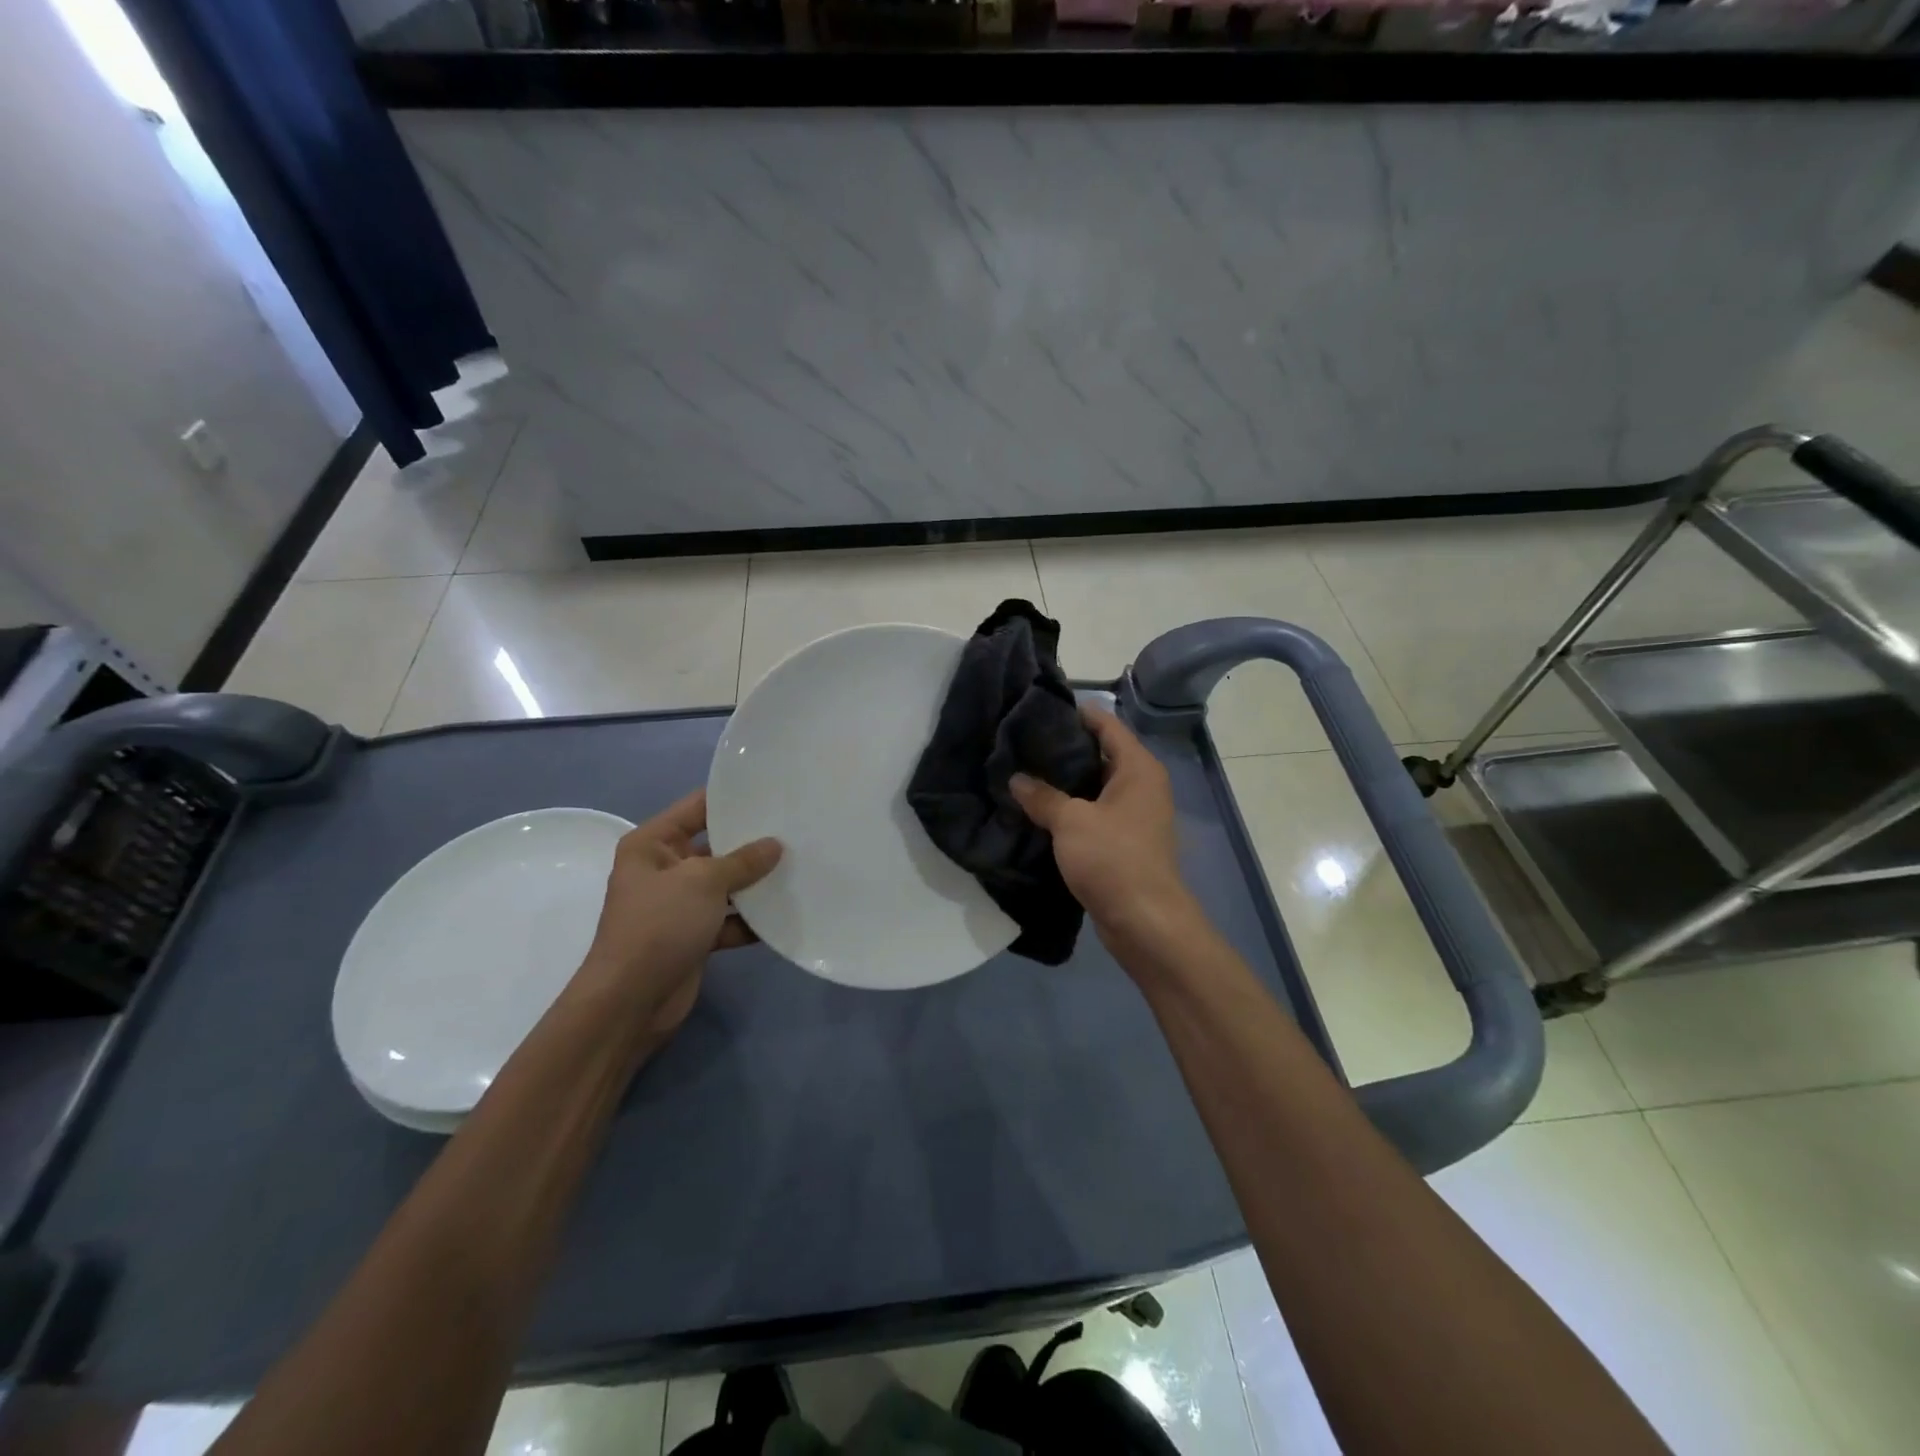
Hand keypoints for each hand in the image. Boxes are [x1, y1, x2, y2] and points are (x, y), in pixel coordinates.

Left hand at [578, 790, 780, 1045]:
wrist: (631, 1000)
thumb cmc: (660, 925)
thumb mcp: (703, 881)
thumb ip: (742, 861)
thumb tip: (775, 845)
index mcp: (653, 844)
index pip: (697, 807)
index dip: (732, 798)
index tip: (773, 790)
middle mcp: (664, 869)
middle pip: (715, 846)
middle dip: (752, 842)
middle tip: (796, 829)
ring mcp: (679, 905)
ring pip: (725, 884)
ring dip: (755, 883)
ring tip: (799, 867)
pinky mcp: (693, 936)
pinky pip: (728, 919)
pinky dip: (750, 919)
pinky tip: (784, 912)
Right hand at [1009, 706, 1200, 966]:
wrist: (1145, 922)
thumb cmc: (1113, 859)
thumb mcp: (1071, 821)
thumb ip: (1042, 796)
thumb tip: (1017, 778)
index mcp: (1137, 767)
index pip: (1106, 723)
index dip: (1075, 713)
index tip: (1038, 707)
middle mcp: (1140, 785)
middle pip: (1099, 754)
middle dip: (1062, 749)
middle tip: (1020, 742)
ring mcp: (1134, 815)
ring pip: (1093, 787)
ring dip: (1063, 783)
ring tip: (1022, 773)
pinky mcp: (1123, 842)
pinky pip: (1092, 814)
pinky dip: (1069, 810)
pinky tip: (1036, 811)